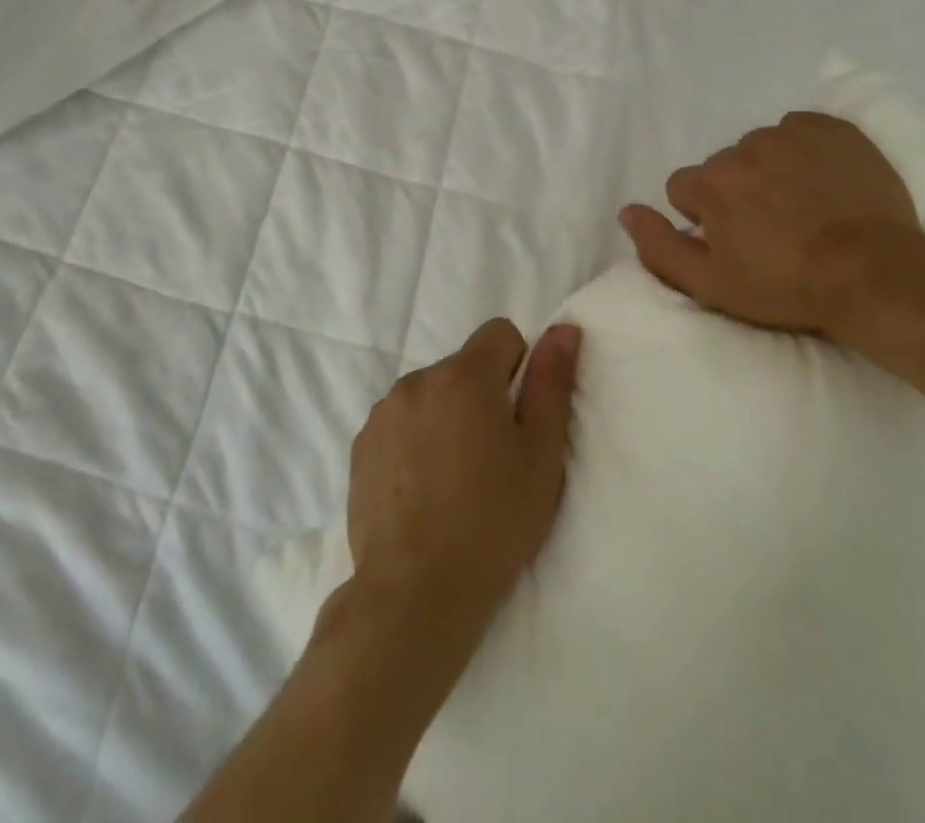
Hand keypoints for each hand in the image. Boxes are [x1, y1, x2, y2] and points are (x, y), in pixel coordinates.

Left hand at [346, 320, 582, 648]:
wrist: (413, 595)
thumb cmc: (492, 522)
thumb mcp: (541, 454)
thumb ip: (552, 382)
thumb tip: (564, 329)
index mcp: (464, 375)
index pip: (500, 333)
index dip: (519, 367)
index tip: (518, 418)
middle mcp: (418, 379)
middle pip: (464, 366)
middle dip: (482, 396)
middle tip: (492, 459)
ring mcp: (383, 413)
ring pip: (431, 395)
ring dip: (446, 417)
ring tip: (455, 480)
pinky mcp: (360, 446)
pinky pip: (400, 423)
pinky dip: (415, 441)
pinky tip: (422, 492)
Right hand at [620, 112, 924, 339]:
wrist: (875, 274)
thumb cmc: (787, 286)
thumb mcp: (711, 284)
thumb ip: (659, 246)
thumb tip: (627, 212)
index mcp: (710, 182)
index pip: (684, 189)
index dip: (704, 219)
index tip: (735, 242)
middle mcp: (743, 148)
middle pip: (723, 167)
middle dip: (737, 192)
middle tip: (772, 229)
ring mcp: (790, 134)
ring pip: (761, 147)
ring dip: (770, 170)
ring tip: (802, 207)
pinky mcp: (833, 129)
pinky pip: (801, 130)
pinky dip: (804, 151)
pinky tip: (824, 181)